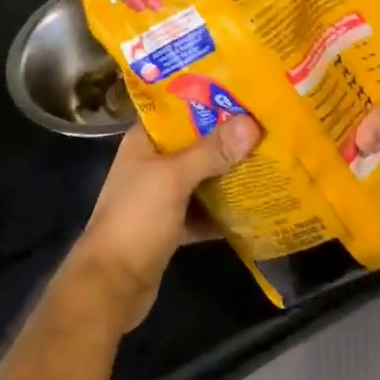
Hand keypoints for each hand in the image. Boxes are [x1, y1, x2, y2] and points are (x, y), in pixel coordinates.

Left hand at [69, 115, 259, 332]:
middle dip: (228, 136)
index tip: (246, 91)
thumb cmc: (136, 220)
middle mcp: (152, 163)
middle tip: (266, 122)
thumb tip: (252, 123)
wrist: (111, 288)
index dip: (210, 98)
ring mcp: (161, 196)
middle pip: (196, 142)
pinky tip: (255, 203)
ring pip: (202, 175)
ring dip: (229, 171)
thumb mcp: (174, 178)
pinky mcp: (172, 225)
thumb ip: (212, 151)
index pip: (179, 108)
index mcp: (145, 141)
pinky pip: (204, 208)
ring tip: (268, 156)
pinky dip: (224, 207)